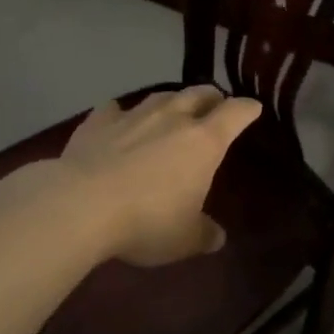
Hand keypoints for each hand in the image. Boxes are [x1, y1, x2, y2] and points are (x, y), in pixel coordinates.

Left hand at [56, 86, 260, 266]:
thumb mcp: (184, 239)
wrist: (81, 205)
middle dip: (211, 97)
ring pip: (160, 96)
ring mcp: (133, 115)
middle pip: (198, 94)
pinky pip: (114, 109)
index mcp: (204, 142)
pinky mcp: (97, 122)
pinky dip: (121, 112)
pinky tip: (117, 118)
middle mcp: (172, 118)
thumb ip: (204, 234)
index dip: (247, 109)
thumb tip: (217, 237)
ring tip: (172, 109)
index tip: (253, 109)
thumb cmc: (147, 221)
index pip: (235, 113)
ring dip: (171, 101)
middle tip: (214, 104)